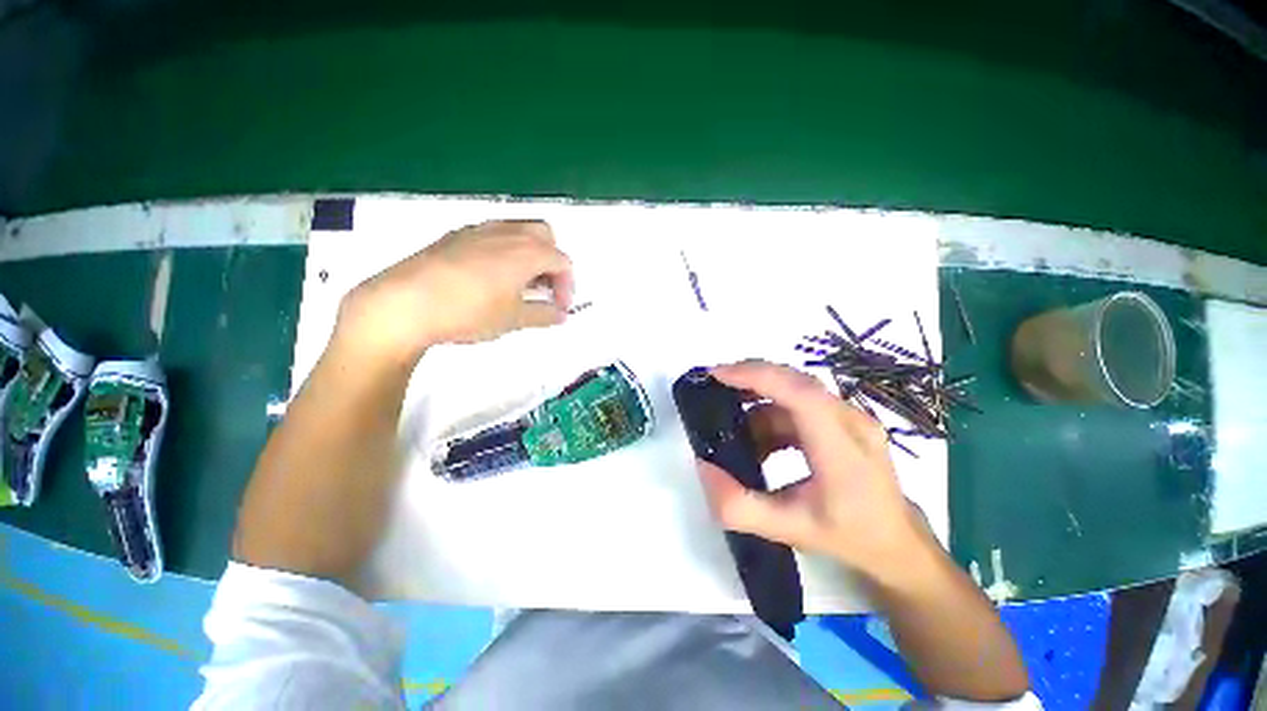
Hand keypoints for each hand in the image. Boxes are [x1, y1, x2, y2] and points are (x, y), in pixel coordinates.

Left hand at [334, 220, 573, 364]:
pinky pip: (492, 235)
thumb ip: (544, 315)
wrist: (404, 303)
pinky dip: (503, 251)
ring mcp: (478, 230)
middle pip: (544, 236)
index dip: (567, 286)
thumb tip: (561, 315)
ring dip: (528, 254)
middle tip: (542, 289)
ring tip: (518, 285)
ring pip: (517, 231)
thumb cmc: (469, 312)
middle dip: (551, 262)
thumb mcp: (513, 319)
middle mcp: (506, 233)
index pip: (562, 261)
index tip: (559, 309)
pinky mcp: (455, 236)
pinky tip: (488, 278)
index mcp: (527, 252)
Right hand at [694, 360, 929, 580]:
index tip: (717, 374)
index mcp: (843, 451)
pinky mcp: (846, 419)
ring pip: (796, 390)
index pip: (800, 395)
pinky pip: (802, 402)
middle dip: (751, 377)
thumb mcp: (787, 531)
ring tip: (732, 424)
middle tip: (714, 387)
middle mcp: (852, 423)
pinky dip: (772, 411)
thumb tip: (703, 466)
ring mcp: (852, 417)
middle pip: (796, 382)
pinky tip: (760, 439)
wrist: (897, 543)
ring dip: (760, 399)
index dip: (757, 376)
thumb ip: (738, 507)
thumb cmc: (847, 537)